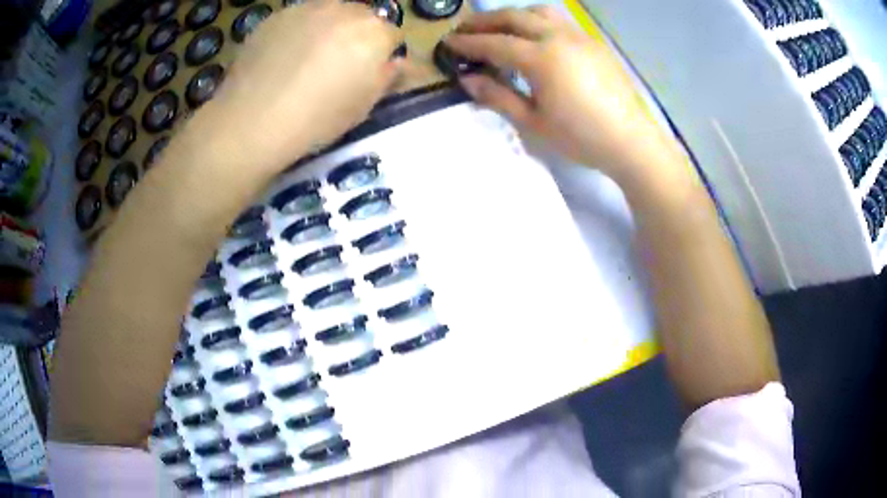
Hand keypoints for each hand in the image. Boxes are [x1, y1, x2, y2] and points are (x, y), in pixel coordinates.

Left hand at [201, 0, 402, 171]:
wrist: (254, 119)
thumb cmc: (317, 118)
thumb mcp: (364, 106)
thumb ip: (387, 77)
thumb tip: (397, 62)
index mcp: (374, 32)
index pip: (391, 35)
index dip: (381, 55)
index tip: (366, 74)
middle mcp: (345, 9)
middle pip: (361, 18)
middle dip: (356, 36)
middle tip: (335, 65)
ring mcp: (308, 8)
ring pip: (329, 13)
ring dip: (327, 29)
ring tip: (305, 59)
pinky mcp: (277, 15)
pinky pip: (298, 18)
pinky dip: (298, 32)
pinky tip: (282, 57)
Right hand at [446, 7, 682, 184]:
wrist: (630, 141)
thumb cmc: (581, 137)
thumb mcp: (533, 122)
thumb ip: (498, 97)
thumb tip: (467, 79)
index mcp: (541, 58)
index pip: (495, 43)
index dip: (468, 43)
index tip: (448, 42)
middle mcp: (558, 37)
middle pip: (513, 17)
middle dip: (484, 21)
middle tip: (464, 30)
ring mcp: (579, 36)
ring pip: (539, 12)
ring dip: (513, 15)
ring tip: (500, 28)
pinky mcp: (593, 42)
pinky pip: (559, 21)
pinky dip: (537, 20)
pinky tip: (535, 36)